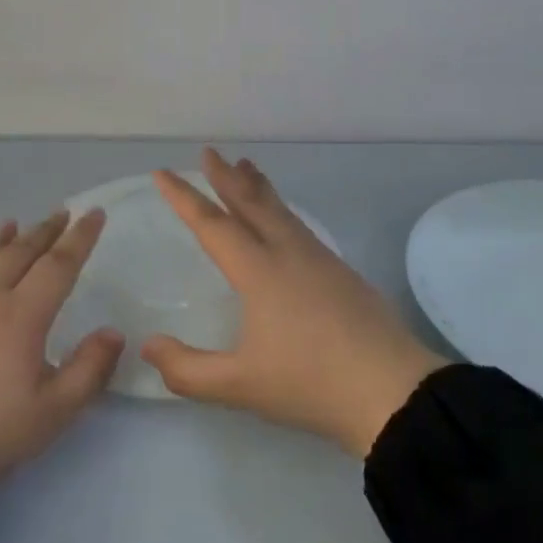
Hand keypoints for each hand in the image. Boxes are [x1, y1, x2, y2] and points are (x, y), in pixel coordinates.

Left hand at [0, 210, 123, 483]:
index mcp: (23, 315)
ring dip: (6, 238)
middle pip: (22, 252)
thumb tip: (114, 332)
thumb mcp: (53, 411)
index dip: (80, 238)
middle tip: (62, 212)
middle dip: (45, 231)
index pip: (59, 265)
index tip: (94, 214)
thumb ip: (89, 370)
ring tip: (16, 223)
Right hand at [143, 149, 448, 458]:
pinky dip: (281, 209)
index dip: (184, 198)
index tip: (163, 172)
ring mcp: (320, 259)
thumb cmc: (310, 384)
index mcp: (260, 272)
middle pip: (251, 204)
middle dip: (226, 177)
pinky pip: (300, 225)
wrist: (393, 390)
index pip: (213, 225)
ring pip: (281, 210)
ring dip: (258, 187)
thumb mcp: (241, 386)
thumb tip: (148, 345)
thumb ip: (188, 370)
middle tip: (209, 152)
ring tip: (247, 167)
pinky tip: (284, 220)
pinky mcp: (342, 272)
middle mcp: (288, 253)